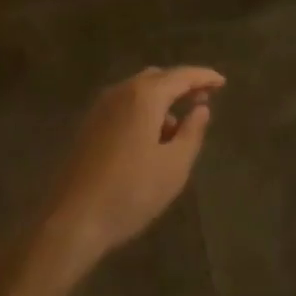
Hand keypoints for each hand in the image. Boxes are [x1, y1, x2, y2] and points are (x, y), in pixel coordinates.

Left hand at [41, 67, 224, 275]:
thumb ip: (192, 131)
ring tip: (178, 127)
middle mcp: (120, 92)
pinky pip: (123, 106)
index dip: (204, 77)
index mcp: (145, 96)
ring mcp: (100, 108)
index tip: (223, 82)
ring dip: (161, 100)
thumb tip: (201, 108)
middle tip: (203, 99)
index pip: (181, 76)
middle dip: (181, 85)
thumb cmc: (131, 192)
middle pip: (157, 78)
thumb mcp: (175, 166)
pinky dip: (143, 111)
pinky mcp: (88, 126)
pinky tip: (150, 138)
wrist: (72, 219)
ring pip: (138, 92)